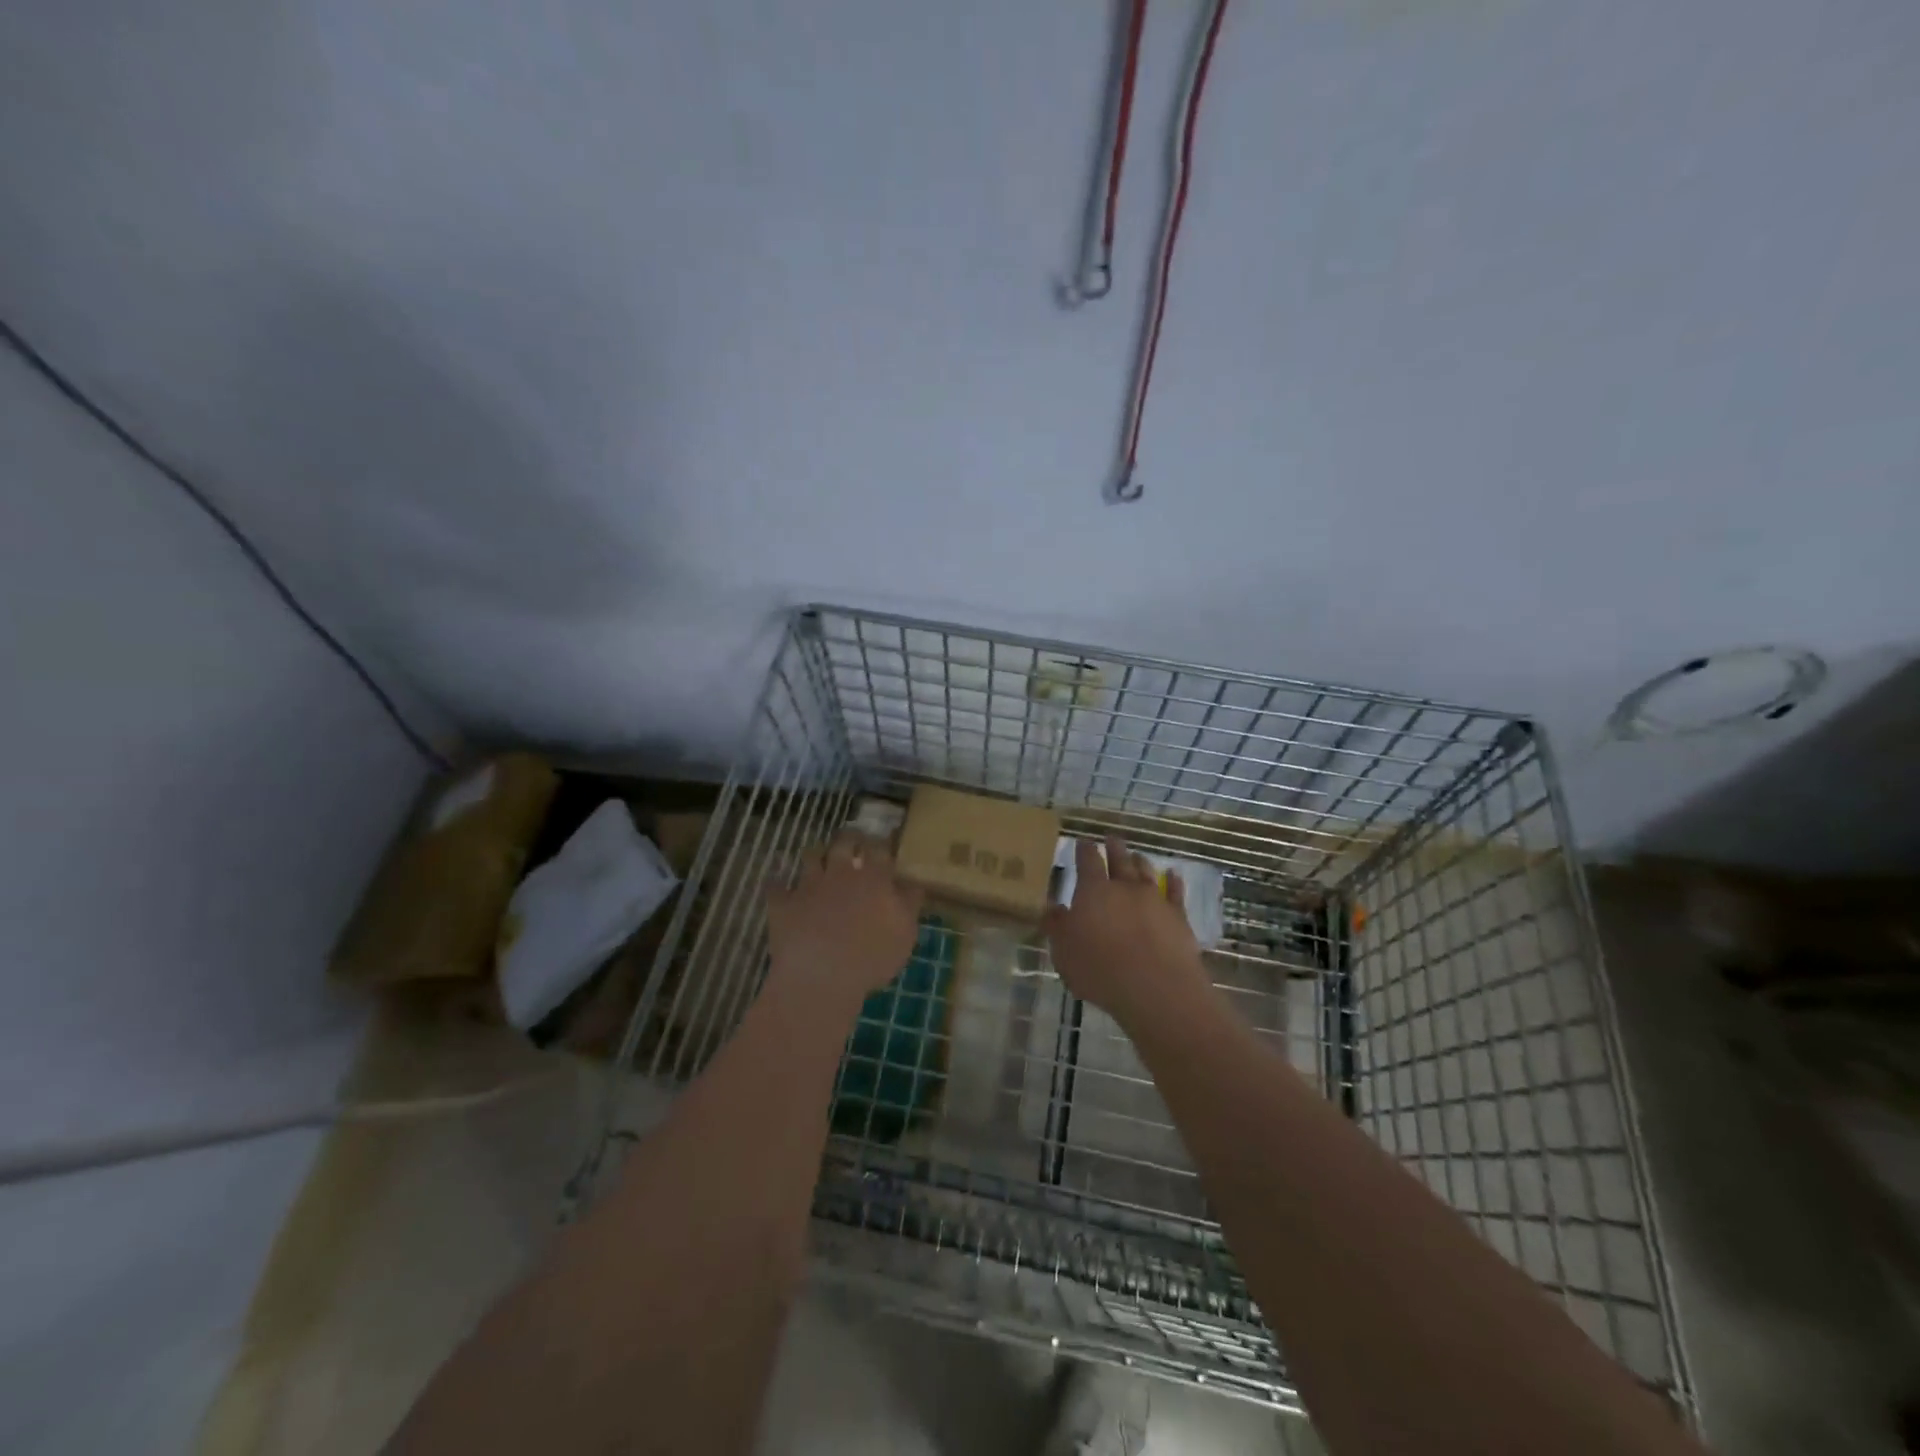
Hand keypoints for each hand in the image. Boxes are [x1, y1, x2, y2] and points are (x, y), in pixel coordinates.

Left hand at [766, 831, 923, 1016]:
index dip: (880, 843)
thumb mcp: (905, 934)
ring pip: (811, 856)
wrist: (822, 977)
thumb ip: (909, 904)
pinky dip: (779, 885)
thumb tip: (911, 883)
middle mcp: (841, 873)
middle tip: (852, 843)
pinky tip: (780, 888)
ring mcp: (809, 885)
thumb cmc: (872, 957)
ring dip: (816, 855)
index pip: (879, 848)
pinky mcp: (783, 903)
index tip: (882, 844)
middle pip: (844, 842)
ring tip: (819, 860)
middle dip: (849, 838)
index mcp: (873, 878)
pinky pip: (777, 886)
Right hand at [1043, 835, 1211, 1029]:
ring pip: (1146, 872)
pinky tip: (1173, 875)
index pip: (1088, 861)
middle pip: (1119, 860)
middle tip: (1111, 838)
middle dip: (1113, 848)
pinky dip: (1173, 881)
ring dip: (1139, 862)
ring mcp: (1154, 899)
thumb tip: (1050, 906)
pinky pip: (1175, 892)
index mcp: (1093, 891)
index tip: (1083, 841)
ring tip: (1137, 855)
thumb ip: (1057, 927)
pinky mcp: (1178, 916)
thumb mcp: (1064, 952)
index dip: (1084, 850)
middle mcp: (1124, 887)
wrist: (1155, 988)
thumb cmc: (1100, 970)